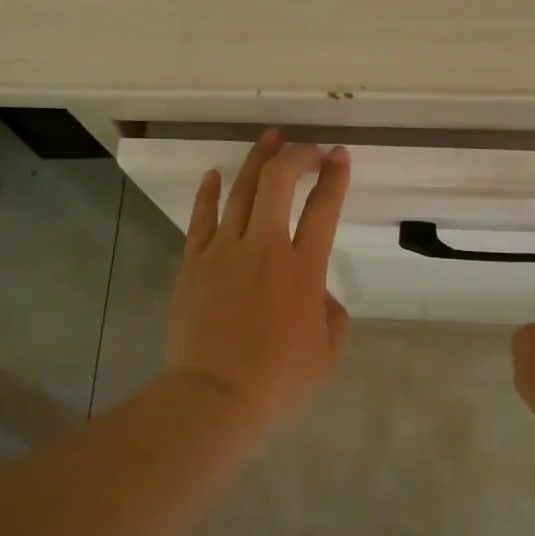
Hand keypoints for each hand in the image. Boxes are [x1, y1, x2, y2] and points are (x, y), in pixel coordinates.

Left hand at [164, 130, 351, 429]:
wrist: (215, 397)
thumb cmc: (279, 380)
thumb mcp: (328, 351)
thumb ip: (331, 312)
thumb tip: (315, 292)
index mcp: (303, 269)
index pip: (324, 209)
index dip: (335, 177)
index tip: (340, 155)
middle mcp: (265, 248)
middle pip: (278, 184)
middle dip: (295, 157)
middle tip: (307, 149)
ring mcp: (224, 252)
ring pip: (240, 191)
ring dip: (257, 160)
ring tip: (269, 138)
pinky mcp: (194, 263)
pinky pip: (201, 218)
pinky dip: (208, 193)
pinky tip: (214, 173)